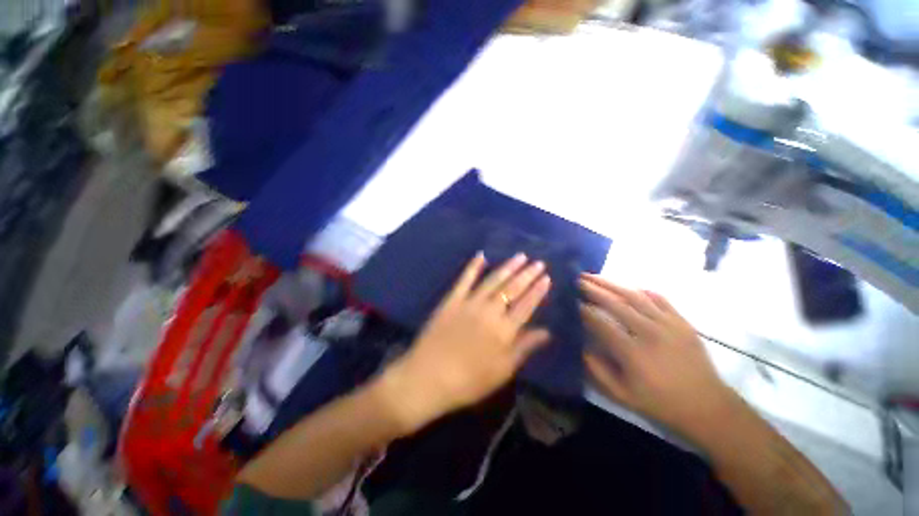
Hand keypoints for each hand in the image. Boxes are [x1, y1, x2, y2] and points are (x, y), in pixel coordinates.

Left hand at [378, 253, 551, 432]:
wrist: (429, 377)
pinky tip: (481, 255)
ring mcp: (469, 303)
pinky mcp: (452, 300)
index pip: (526, 305)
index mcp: (504, 330)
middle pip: (512, 289)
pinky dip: (473, 267)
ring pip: (493, 280)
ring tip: (519, 256)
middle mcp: (489, 311)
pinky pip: (464, 280)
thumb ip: (524, 348)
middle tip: (538, 262)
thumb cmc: (469, 381)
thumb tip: (547, 332)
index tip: (546, 277)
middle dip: (527, 274)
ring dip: (507, 267)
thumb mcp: (502, 370)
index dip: (537, 291)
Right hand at [579, 274, 735, 439]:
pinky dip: (640, 289)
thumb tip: (580, 346)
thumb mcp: (622, 395)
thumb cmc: (661, 402)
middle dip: (594, 289)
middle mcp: (649, 332)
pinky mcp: (682, 321)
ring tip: (595, 276)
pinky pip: (659, 298)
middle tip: (577, 279)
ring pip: (635, 295)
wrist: (708, 406)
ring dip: (612, 284)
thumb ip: (597, 370)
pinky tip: (628, 286)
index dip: (583, 310)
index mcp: (633, 352)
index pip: (601, 323)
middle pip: (616, 303)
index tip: (570, 300)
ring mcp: (668, 324)